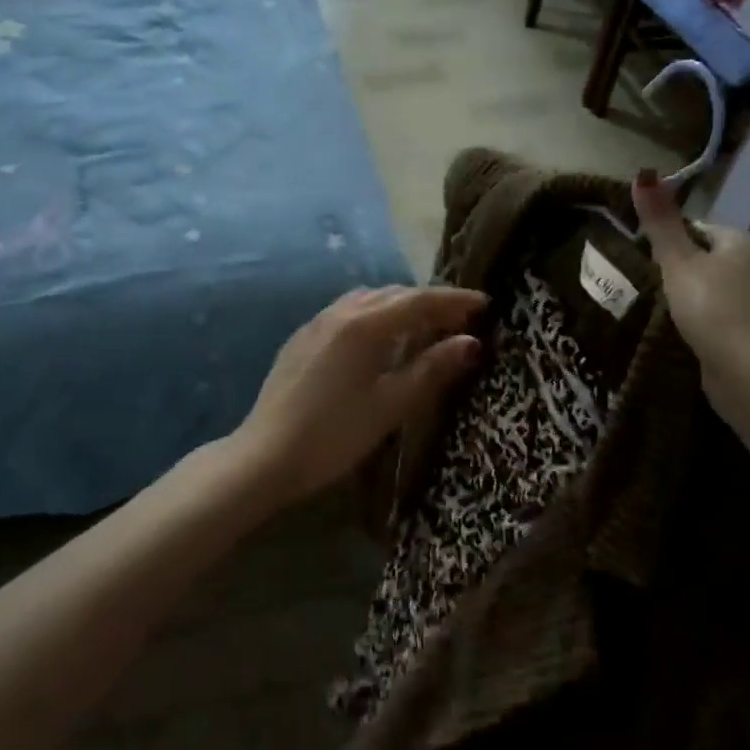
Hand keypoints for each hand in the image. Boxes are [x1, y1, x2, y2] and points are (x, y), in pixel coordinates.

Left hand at [234, 286, 487, 507]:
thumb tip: (471, 343)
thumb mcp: (390, 405)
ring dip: (400, 305)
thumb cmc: (335, 434)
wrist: (265, 455)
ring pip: (368, 299)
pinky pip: (347, 311)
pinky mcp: (302, 337)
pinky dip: (374, 314)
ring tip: (423, 325)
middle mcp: (341, 312)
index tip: (485, 304)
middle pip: (394, 294)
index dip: (455, 301)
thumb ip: (432, 370)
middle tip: (460, 319)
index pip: (420, 301)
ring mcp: (317, 322)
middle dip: (430, 302)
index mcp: (365, 325)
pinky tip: (378, 338)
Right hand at [633, 170, 749, 405]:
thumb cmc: (712, 308)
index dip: (668, 240)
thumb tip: (643, 173)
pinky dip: (700, 321)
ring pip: (710, 290)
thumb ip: (660, 221)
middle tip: (647, 286)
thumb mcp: (678, 261)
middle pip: (704, 259)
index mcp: (743, 243)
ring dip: (687, 298)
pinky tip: (681, 333)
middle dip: (676, 271)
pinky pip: (717, 317)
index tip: (645, 258)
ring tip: (658, 311)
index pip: (698, 229)